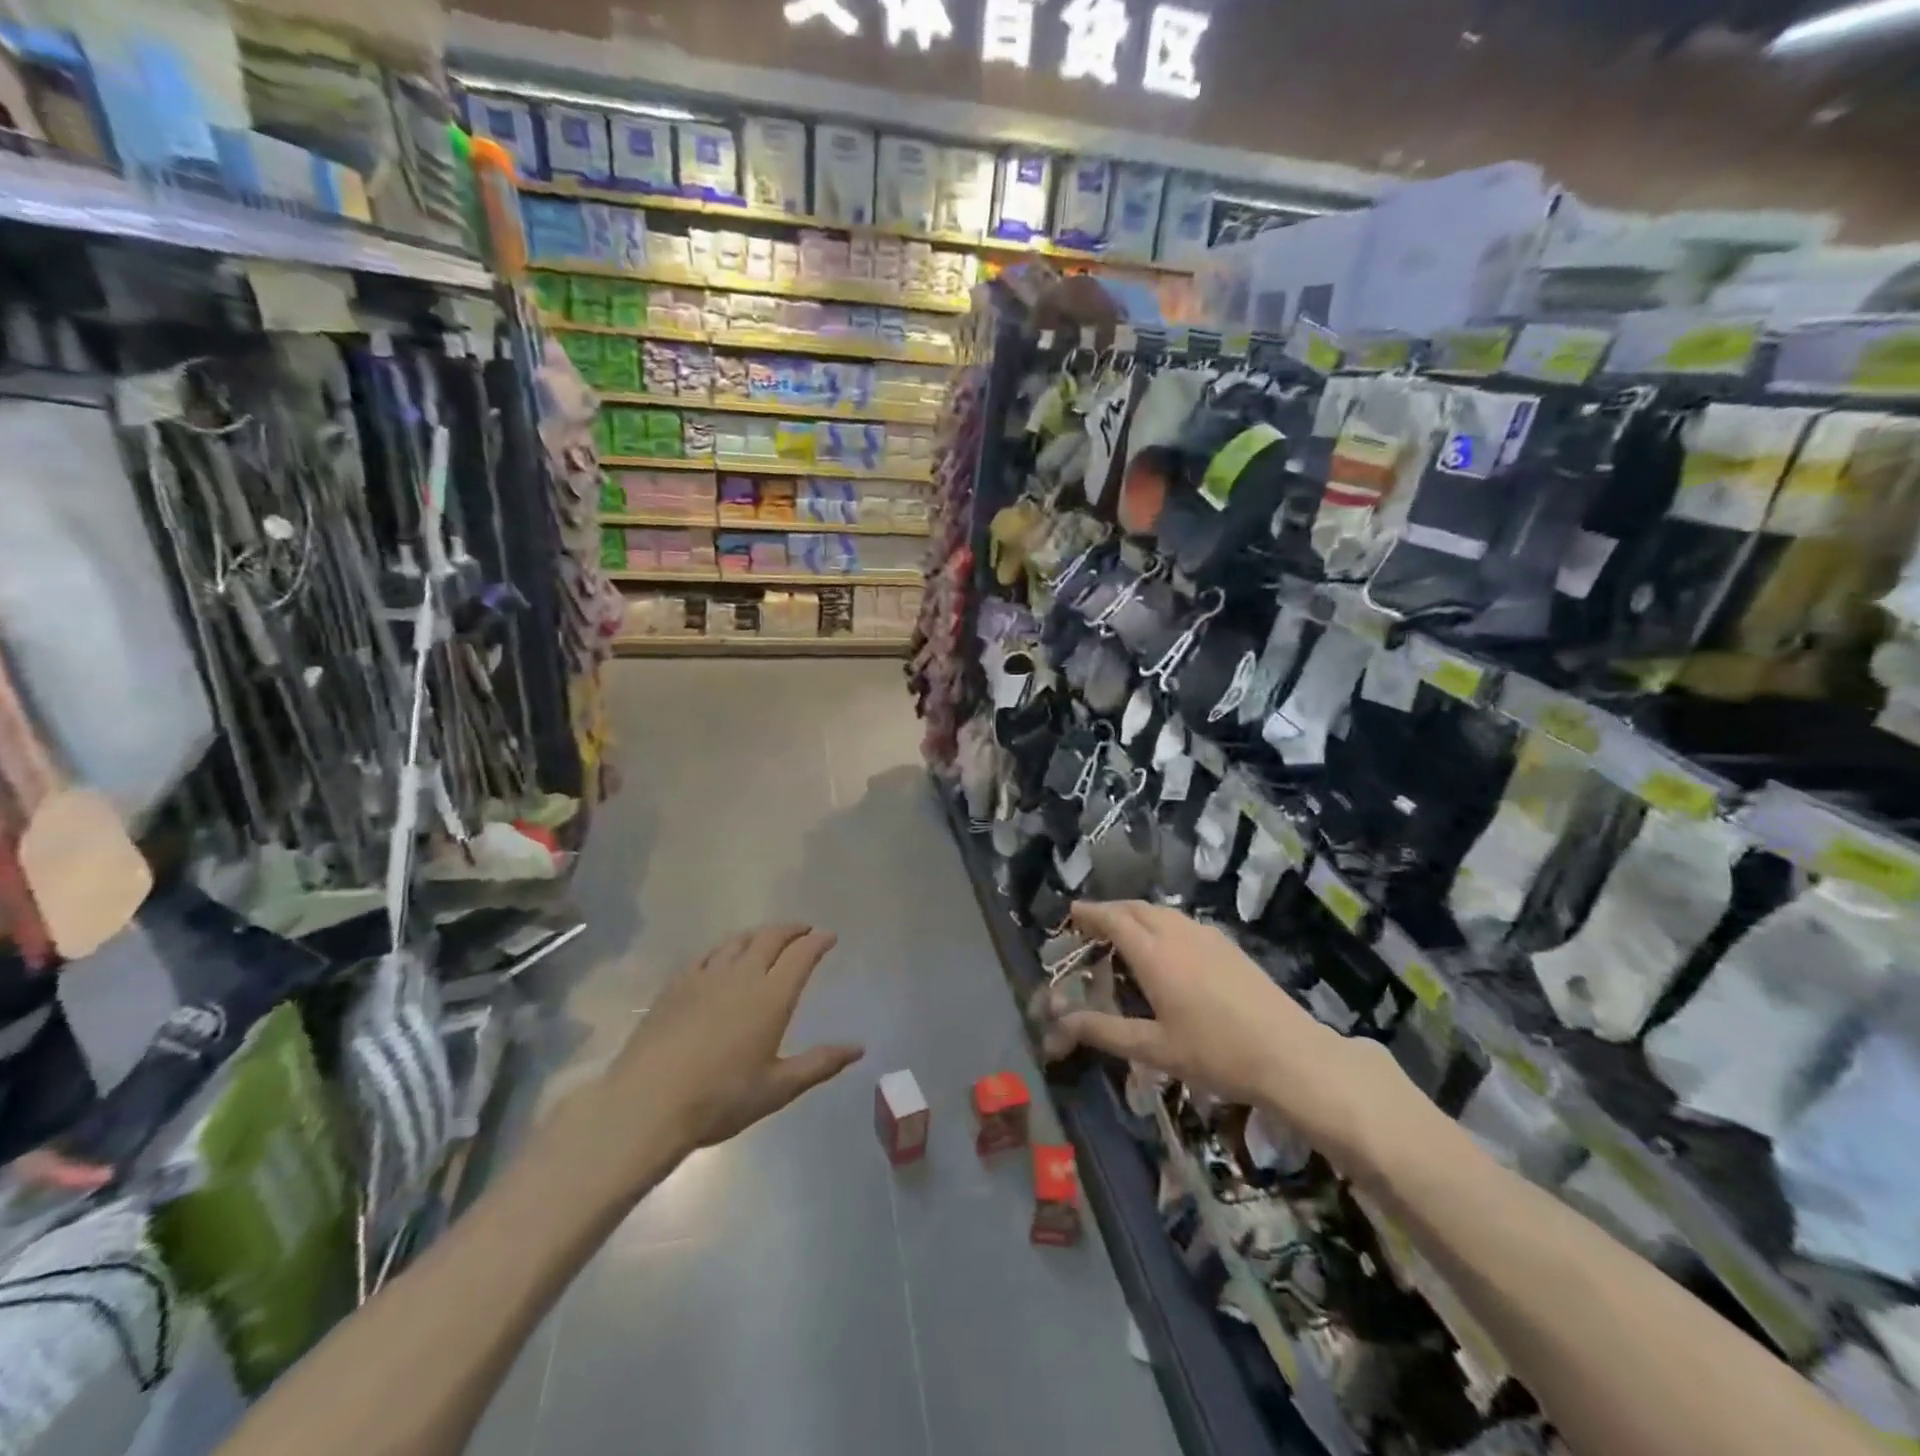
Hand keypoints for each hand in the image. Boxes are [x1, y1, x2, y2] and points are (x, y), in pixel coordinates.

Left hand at [600, 925, 863, 1158]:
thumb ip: (819, 1064)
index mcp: (772, 996)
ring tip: (767, 938)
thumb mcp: (777, 1089)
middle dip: (792, 929)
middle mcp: (742, 975)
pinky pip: (706, 954)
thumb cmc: (720, 1099)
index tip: (829, 937)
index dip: (818, 941)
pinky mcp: (676, 984)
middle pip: (771, 937)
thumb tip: (858, 1048)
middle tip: (804, 931)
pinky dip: (725, 948)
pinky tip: (722, 957)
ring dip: (759, 934)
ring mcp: (705, 976)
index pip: (802, 954)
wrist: (647, 1104)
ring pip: (738, 940)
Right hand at [1052, 901, 1399, 1169]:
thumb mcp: (1154, 1049)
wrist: (1290, 1054)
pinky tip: (1165, 949)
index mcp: (1154, 953)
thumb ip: (1104, 1031)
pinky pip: (1182, 921)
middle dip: (1109, 911)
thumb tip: (1061, 1021)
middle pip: (1135, 908)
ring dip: (1135, 915)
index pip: (1112, 918)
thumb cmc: (1215, 1053)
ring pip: (1161, 912)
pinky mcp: (1228, 945)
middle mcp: (1177, 933)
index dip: (1089, 913)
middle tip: (1091, 927)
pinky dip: (1160, 923)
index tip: (1070, 913)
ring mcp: (1207, 936)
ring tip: (1122, 935)